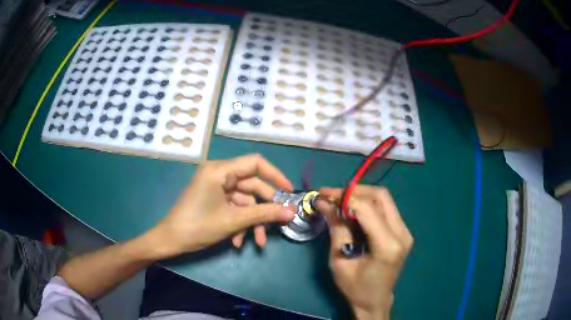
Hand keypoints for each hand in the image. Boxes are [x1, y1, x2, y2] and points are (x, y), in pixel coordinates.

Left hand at [147, 154, 296, 257]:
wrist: (170, 240)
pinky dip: (239, 223)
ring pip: (244, 201)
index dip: (275, 175)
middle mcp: (219, 174)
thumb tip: (292, 212)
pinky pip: (234, 207)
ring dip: (251, 221)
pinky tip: (237, 241)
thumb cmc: (198, 226)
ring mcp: (216, 187)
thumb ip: (264, 214)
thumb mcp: (233, 220)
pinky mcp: (214, 199)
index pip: (255, 163)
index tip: (289, 192)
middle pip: (251, 186)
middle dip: (263, 209)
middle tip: (278, 223)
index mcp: (220, 170)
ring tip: (257, 242)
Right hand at [316, 186, 412, 319]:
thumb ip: (336, 228)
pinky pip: (386, 209)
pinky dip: (368, 205)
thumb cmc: (355, 287)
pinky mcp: (403, 232)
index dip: (344, 197)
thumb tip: (324, 203)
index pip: (366, 208)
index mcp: (387, 246)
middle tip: (332, 195)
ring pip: (384, 199)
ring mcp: (405, 231)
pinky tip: (353, 212)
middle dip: (354, 191)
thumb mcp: (339, 260)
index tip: (323, 195)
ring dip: (361, 196)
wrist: (375, 300)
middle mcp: (402, 234)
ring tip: (340, 202)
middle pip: (380, 196)